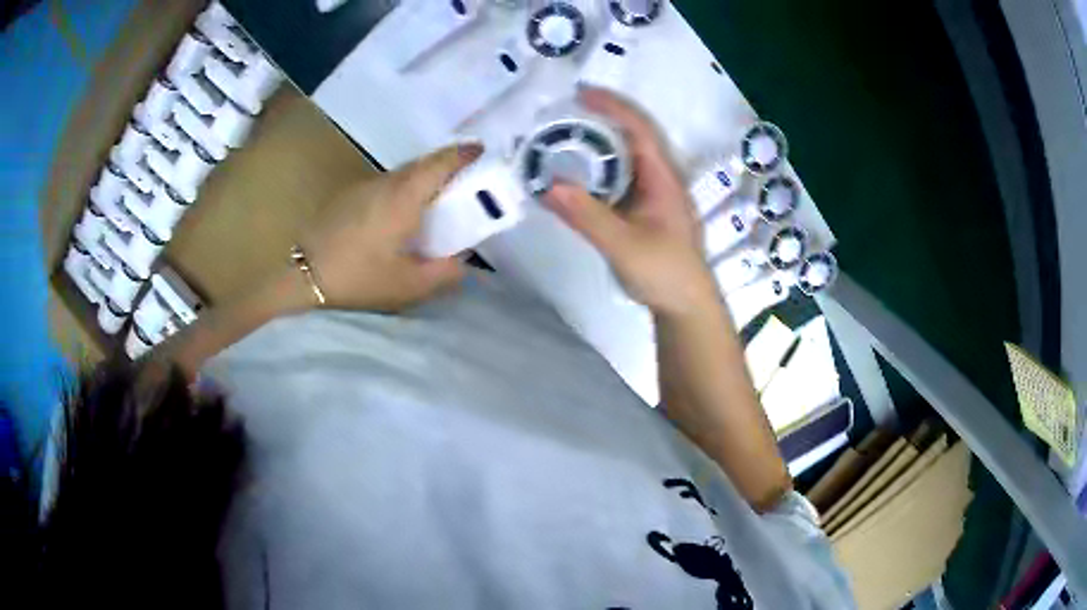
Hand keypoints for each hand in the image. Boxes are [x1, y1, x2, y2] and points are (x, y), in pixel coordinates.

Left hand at [298, 144, 482, 311]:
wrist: (304, 273)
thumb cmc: (358, 276)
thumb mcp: (408, 286)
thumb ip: (443, 273)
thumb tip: (462, 263)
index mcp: (404, 197)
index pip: (440, 163)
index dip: (463, 154)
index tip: (481, 150)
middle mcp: (386, 183)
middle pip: (422, 163)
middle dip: (446, 164)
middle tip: (463, 179)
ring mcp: (364, 187)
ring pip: (402, 173)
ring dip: (422, 177)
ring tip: (433, 199)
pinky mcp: (348, 196)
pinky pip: (385, 184)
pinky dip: (402, 189)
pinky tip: (398, 214)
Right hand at [544, 89, 718, 318]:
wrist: (685, 306)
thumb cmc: (664, 273)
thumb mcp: (624, 245)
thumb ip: (587, 216)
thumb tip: (548, 186)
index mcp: (663, 178)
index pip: (639, 129)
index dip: (612, 107)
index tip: (580, 94)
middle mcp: (660, 178)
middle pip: (632, 136)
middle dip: (601, 118)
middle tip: (562, 113)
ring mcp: (654, 194)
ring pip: (625, 157)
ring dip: (598, 143)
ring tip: (563, 136)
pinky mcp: (645, 209)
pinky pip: (620, 178)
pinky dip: (597, 169)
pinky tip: (576, 174)